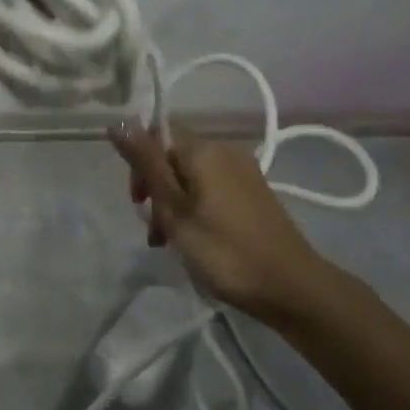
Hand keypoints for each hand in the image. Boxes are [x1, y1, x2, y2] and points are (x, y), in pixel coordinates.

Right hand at [109, 123, 335, 321]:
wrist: (291, 287)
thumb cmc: (224, 250)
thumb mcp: (175, 209)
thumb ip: (146, 164)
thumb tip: (117, 122)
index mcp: (204, 150)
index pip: (156, 136)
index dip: (140, 165)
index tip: (138, 201)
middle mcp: (225, 151)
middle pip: (174, 157)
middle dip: (156, 190)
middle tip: (154, 231)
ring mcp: (243, 172)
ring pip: (192, 178)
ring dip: (174, 205)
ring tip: (169, 244)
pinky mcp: (254, 194)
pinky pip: (212, 190)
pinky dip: (196, 209)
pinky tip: (195, 241)